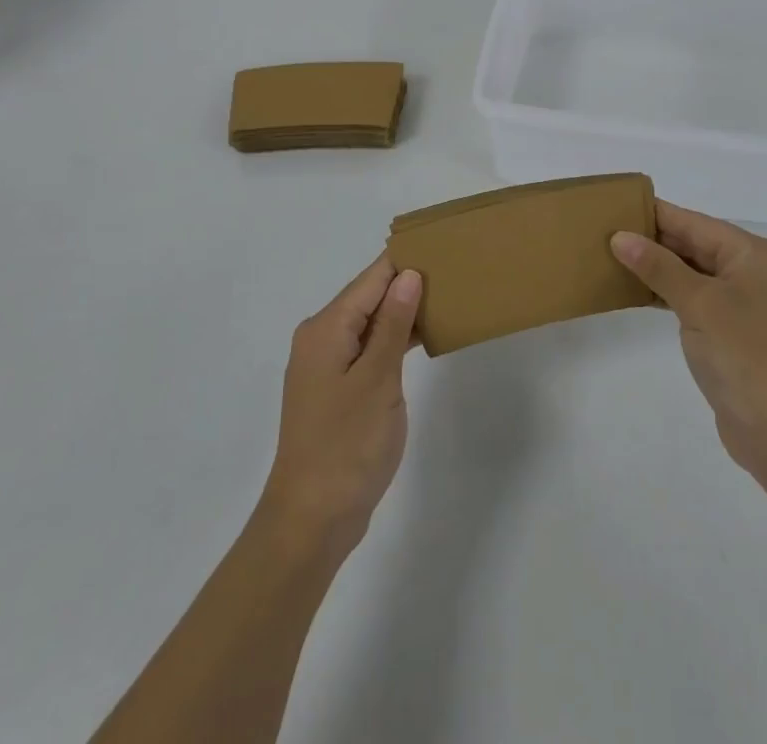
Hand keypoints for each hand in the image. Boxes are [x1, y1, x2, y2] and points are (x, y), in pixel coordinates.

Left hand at [258, 256, 421, 564]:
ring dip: (403, 313)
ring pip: (370, 323)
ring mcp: (328, 365)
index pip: (371, 279)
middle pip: (369, 296)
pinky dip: (393, 341)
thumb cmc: (346, 445)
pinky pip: (368, 349)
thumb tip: (408, 274)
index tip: (441, 246)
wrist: (312, 519)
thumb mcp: (377, 380)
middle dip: (407, 283)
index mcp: (326, 328)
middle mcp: (321, 338)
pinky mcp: (337, 389)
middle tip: (454, 272)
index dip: (405, 261)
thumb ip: (392, 324)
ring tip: (447, 297)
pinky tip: (422, 338)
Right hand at [612, 202, 766, 487]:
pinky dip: (670, 293)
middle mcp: (756, 271)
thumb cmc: (744, 355)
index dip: (654, 215)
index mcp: (755, 254)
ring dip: (658, 268)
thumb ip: (658, 266)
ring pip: (694, 272)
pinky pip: (697, 298)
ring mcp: (748, 303)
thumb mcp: (698, 303)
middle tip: (605, 232)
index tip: (614, 205)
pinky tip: (637, 291)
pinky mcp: (737, 331)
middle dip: (653, 241)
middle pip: (696, 244)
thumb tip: (620, 237)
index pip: (695, 223)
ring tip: (612, 257)